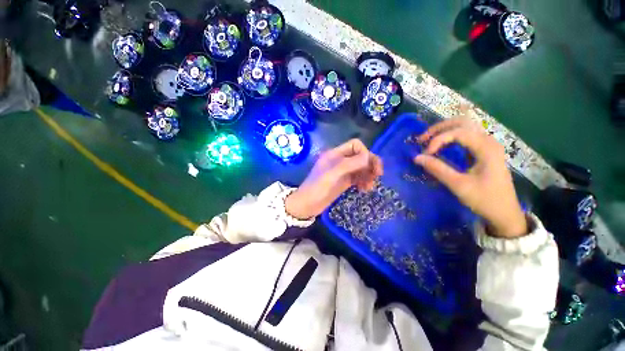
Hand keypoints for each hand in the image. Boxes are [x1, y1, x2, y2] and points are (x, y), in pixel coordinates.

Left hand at [286, 139, 382, 219]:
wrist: (307, 205)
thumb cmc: (316, 188)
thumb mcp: (331, 175)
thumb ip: (349, 164)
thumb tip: (368, 157)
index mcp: (335, 154)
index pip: (355, 145)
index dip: (364, 152)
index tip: (368, 166)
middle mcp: (340, 160)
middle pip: (360, 156)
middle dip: (370, 163)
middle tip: (378, 175)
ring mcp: (343, 171)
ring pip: (361, 167)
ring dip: (369, 174)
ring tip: (370, 186)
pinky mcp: (344, 181)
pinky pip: (358, 177)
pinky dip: (364, 181)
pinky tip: (365, 189)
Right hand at [414, 118, 526, 237]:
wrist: (505, 213)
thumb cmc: (484, 199)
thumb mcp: (459, 185)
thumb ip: (437, 169)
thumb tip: (417, 157)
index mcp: (486, 148)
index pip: (457, 132)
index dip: (437, 140)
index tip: (425, 154)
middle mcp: (488, 141)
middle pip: (461, 122)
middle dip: (439, 128)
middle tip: (422, 139)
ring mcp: (487, 145)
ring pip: (464, 127)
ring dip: (443, 131)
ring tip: (428, 141)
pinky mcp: (483, 151)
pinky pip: (465, 136)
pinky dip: (449, 137)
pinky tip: (440, 146)